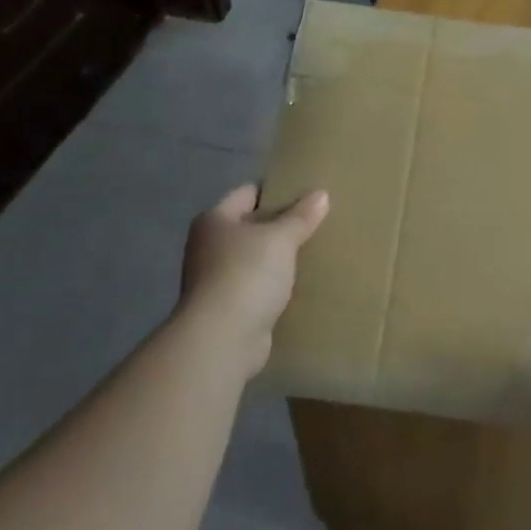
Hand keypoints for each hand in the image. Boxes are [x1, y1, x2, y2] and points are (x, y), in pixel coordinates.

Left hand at [177, 183, 329, 379]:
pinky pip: (258, 286)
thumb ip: (301, 216)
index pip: (249, 193)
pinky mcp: (228, 308)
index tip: (308, 192)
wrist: (222, 339)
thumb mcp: (280, 239)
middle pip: (252, 226)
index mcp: (215, 220)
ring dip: (279, 258)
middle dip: (281, 225)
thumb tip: (321, 194)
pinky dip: (275, 285)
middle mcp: (209, 246)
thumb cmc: (246, 275)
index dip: (277, 190)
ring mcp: (216, 279)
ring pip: (256, 258)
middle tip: (317, 222)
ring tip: (315, 251)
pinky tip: (301, 284)